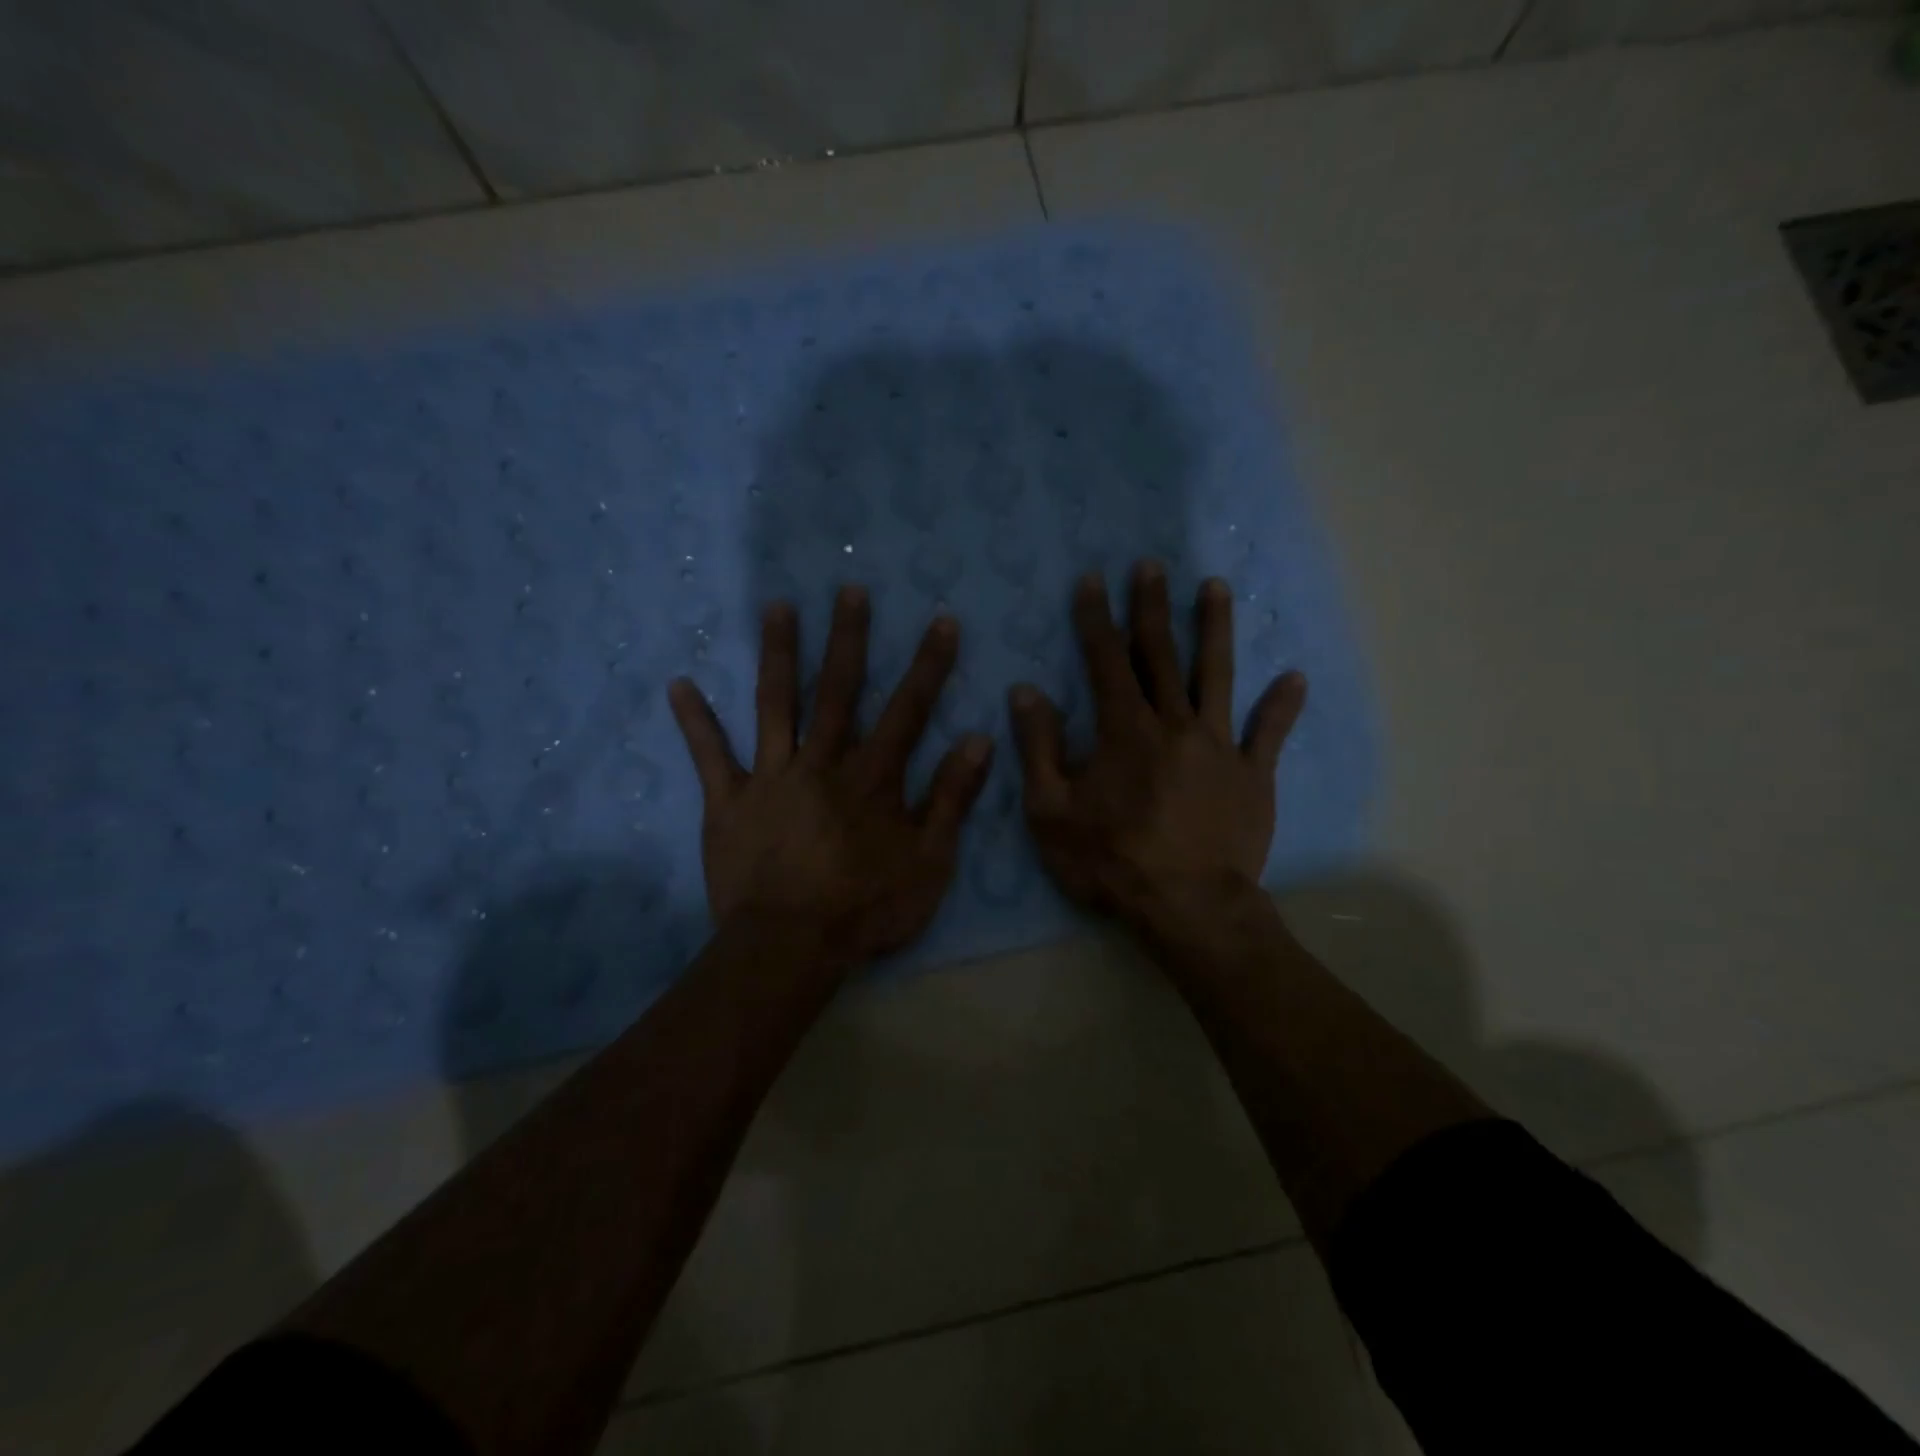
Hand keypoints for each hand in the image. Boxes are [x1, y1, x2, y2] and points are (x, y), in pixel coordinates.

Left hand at [669, 586, 993, 967]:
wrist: (789, 949)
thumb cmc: (865, 909)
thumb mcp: (928, 862)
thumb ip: (951, 799)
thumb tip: (978, 740)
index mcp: (872, 778)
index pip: (907, 710)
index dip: (928, 665)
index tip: (940, 620)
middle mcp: (822, 763)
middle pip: (838, 691)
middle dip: (848, 638)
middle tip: (849, 589)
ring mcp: (771, 777)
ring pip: (776, 705)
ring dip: (779, 654)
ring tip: (778, 606)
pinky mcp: (729, 801)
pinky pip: (710, 756)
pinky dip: (695, 722)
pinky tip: (679, 684)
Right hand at [1008, 562, 1305, 930]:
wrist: (1186, 906)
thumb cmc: (1110, 860)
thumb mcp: (1051, 811)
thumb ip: (1039, 748)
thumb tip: (1025, 692)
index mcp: (1124, 730)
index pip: (1106, 660)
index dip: (1096, 618)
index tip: (1092, 579)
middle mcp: (1173, 724)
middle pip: (1162, 654)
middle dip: (1152, 606)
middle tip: (1151, 565)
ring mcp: (1219, 746)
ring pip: (1217, 676)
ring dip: (1215, 629)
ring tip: (1216, 587)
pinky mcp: (1252, 775)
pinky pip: (1268, 734)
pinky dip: (1281, 706)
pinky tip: (1294, 678)